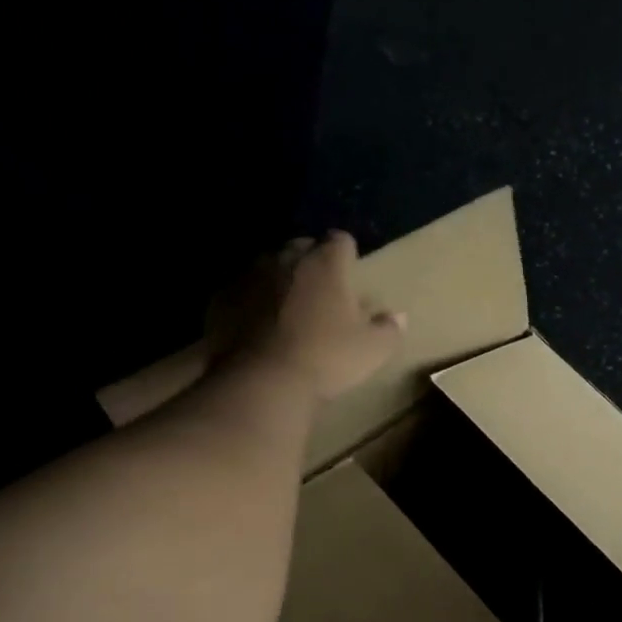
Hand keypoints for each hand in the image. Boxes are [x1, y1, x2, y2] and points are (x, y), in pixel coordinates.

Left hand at [233, 231, 403, 401]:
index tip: (350, 272)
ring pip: (268, 266)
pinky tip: (256, 326)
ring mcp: (249, 275)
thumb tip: (399, 317)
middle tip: (320, 291)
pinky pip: (241, 290)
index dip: (347, 254)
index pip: (340, 240)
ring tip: (286, 307)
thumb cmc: (327, 359)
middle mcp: (286, 258)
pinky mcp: (222, 298)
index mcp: (326, 264)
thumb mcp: (372, 350)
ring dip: (278, 279)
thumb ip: (389, 329)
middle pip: (301, 246)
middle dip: (311, 262)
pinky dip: (250, 301)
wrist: (262, 381)